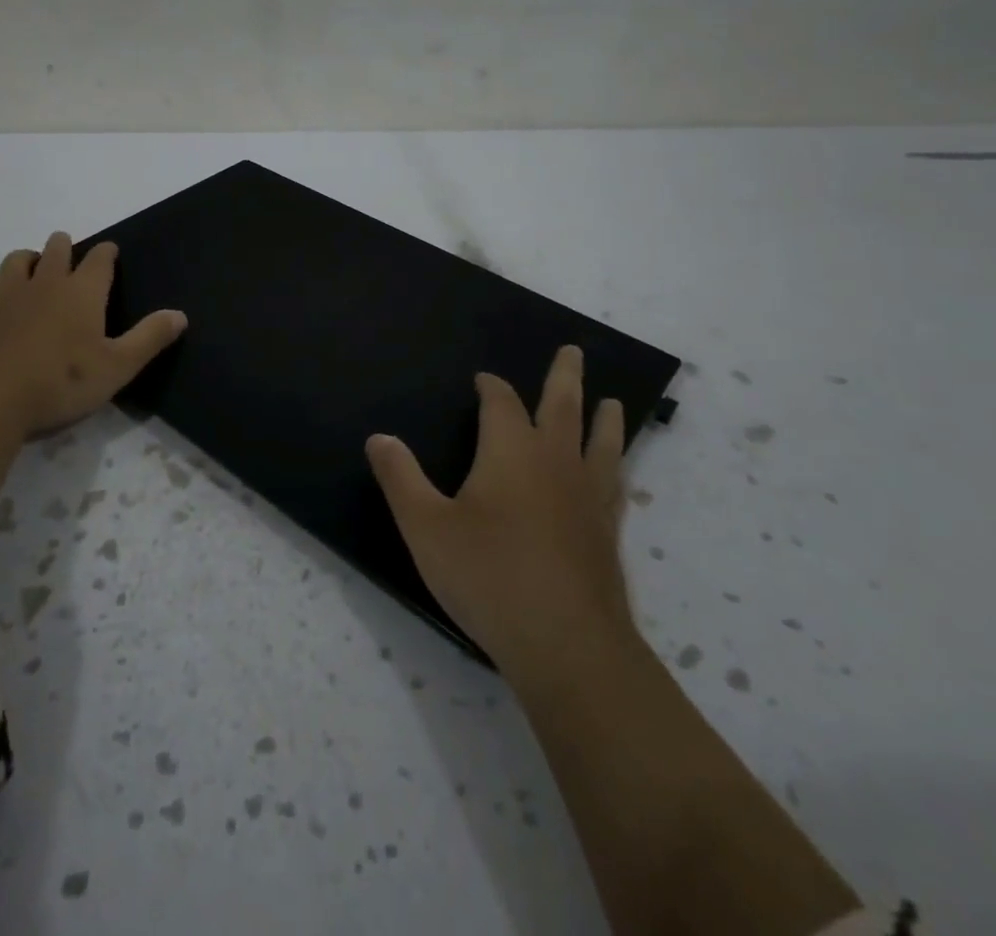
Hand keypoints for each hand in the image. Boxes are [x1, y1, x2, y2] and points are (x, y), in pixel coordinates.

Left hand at [0, 231, 187, 439]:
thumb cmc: (62, 383)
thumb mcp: (118, 366)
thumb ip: (149, 338)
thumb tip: (180, 315)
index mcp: (82, 292)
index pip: (99, 259)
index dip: (107, 253)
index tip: (111, 251)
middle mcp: (45, 284)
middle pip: (55, 249)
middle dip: (64, 246)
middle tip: (70, 252)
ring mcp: (7, 298)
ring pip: (16, 262)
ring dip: (27, 260)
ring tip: (34, 268)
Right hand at [366, 345, 634, 682]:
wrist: (566, 644)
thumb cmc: (488, 576)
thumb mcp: (426, 526)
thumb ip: (400, 478)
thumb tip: (379, 437)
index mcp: (511, 451)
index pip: (501, 402)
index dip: (492, 386)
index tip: (484, 379)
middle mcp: (555, 462)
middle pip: (563, 407)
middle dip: (564, 377)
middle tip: (573, 351)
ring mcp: (588, 497)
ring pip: (601, 442)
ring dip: (604, 418)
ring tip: (613, 402)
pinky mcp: (607, 533)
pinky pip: (614, 484)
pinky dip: (615, 467)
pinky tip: (616, 475)